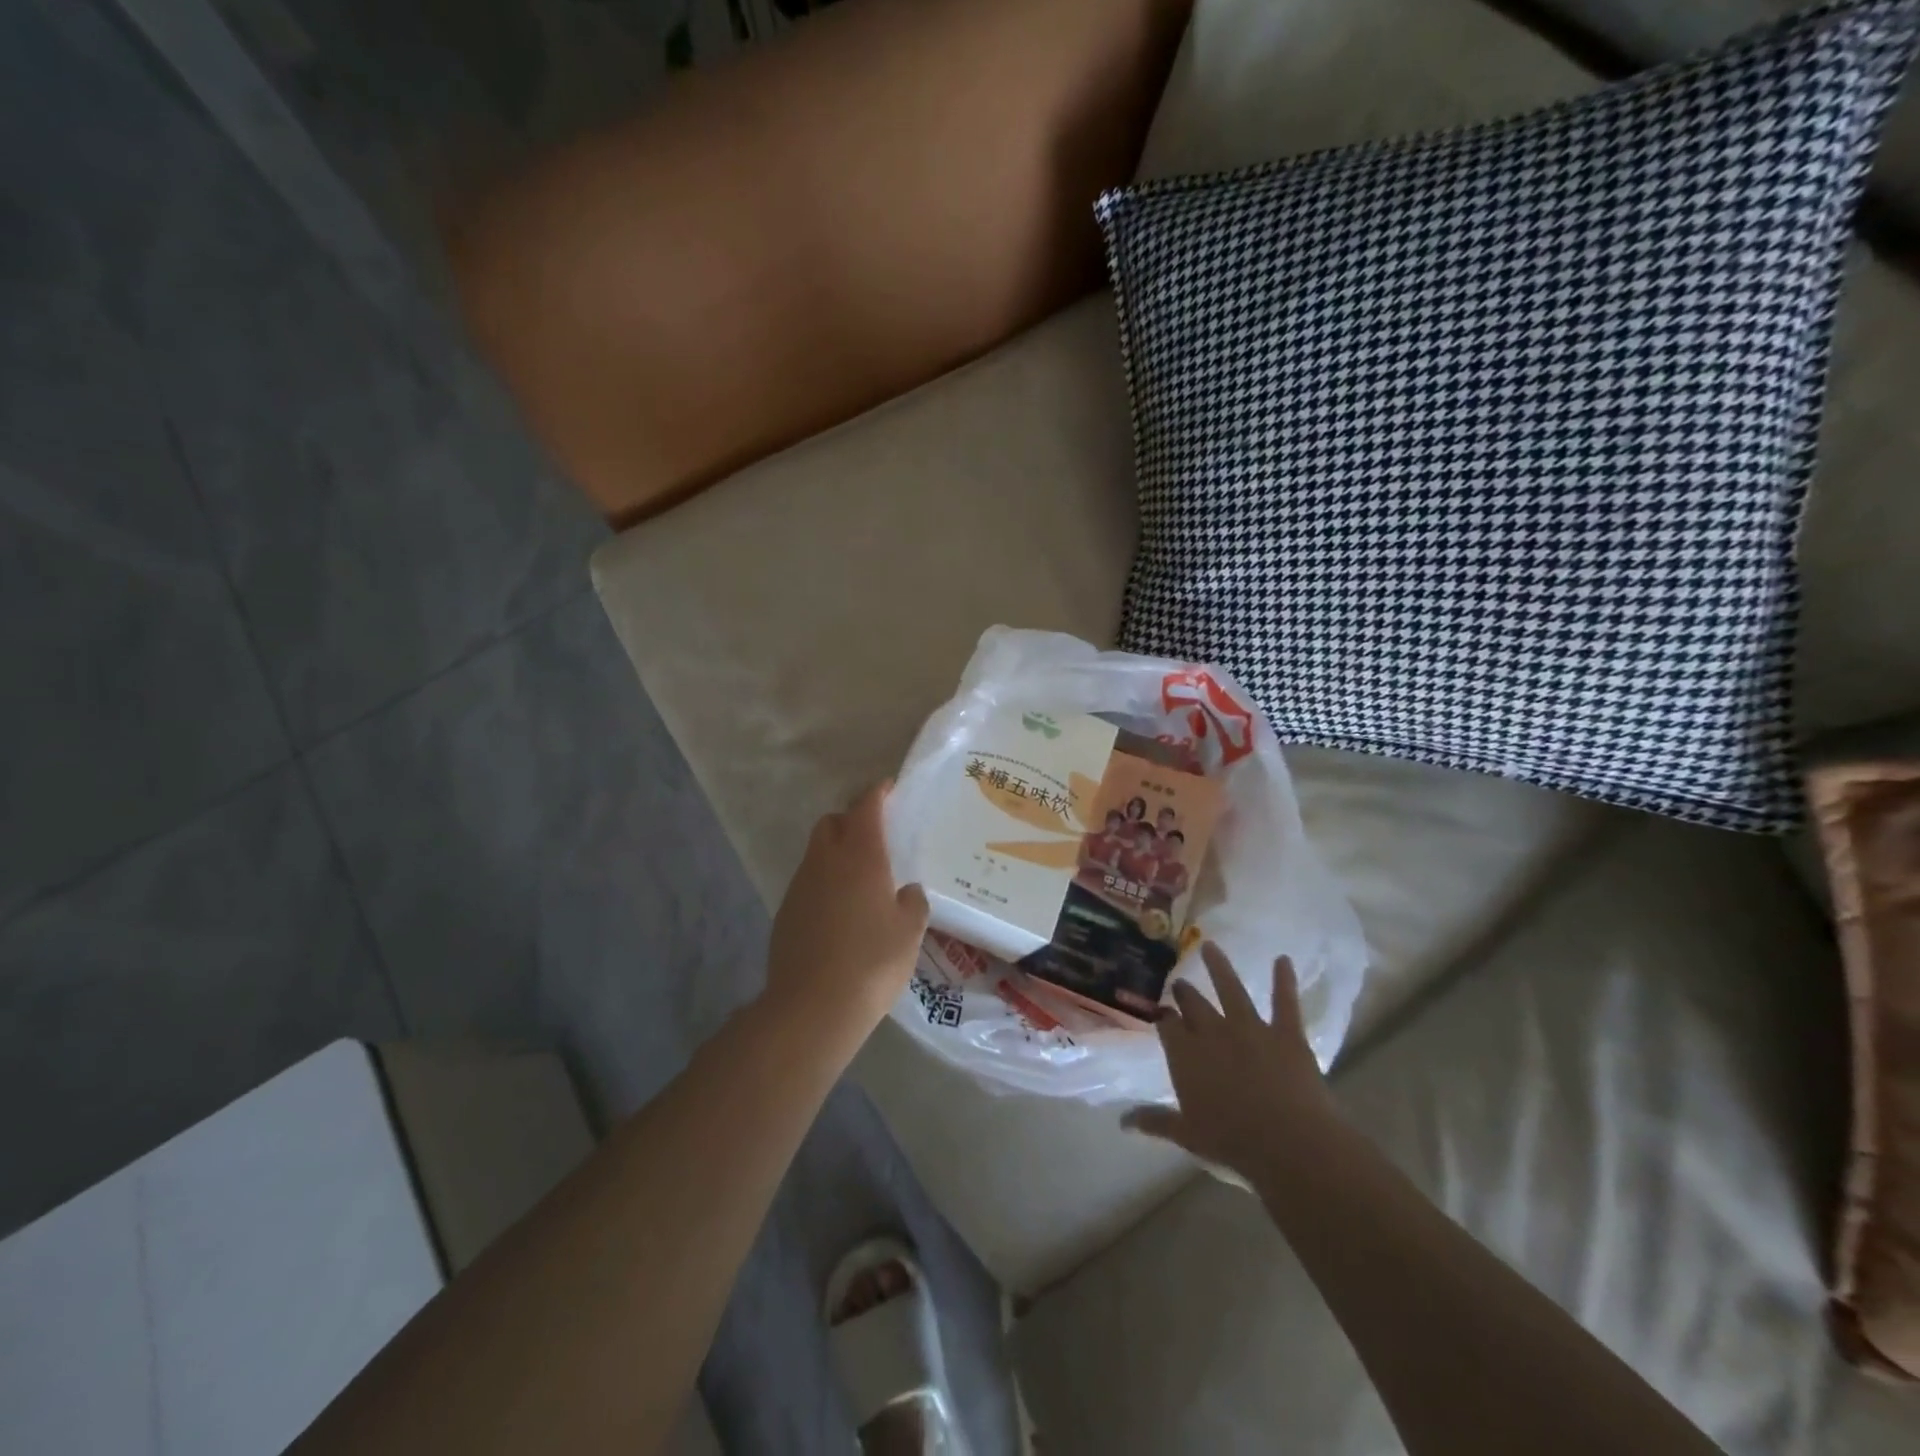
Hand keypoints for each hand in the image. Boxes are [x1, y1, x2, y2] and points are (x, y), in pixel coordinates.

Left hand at [765, 782, 928, 1038]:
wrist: (812, 1007)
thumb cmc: (872, 962)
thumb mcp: (910, 932)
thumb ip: (912, 902)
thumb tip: (906, 892)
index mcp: (860, 857)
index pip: (865, 807)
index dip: (877, 793)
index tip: (888, 789)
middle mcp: (825, 862)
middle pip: (831, 823)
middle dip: (851, 821)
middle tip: (875, 837)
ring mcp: (800, 887)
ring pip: (817, 854)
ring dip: (836, 854)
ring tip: (861, 880)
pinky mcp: (785, 913)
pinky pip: (808, 884)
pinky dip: (824, 884)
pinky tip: (840, 914)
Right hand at [1122, 943, 1333, 1185]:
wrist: (1288, 1142)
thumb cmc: (1231, 1142)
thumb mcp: (1187, 1135)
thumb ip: (1155, 1121)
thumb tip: (1122, 1122)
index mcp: (1185, 1054)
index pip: (1168, 1025)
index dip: (1164, 1016)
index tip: (1162, 1010)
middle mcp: (1212, 1032)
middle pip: (1194, 1004)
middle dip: (1185, 992)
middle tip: (1180, 983)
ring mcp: (1250, 1028)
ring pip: (1231, 990)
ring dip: (1219, 967)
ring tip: (1211, 946)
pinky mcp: (1286, 1033)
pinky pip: (1284, 1001)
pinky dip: (1284, 980)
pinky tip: (1283, 960)